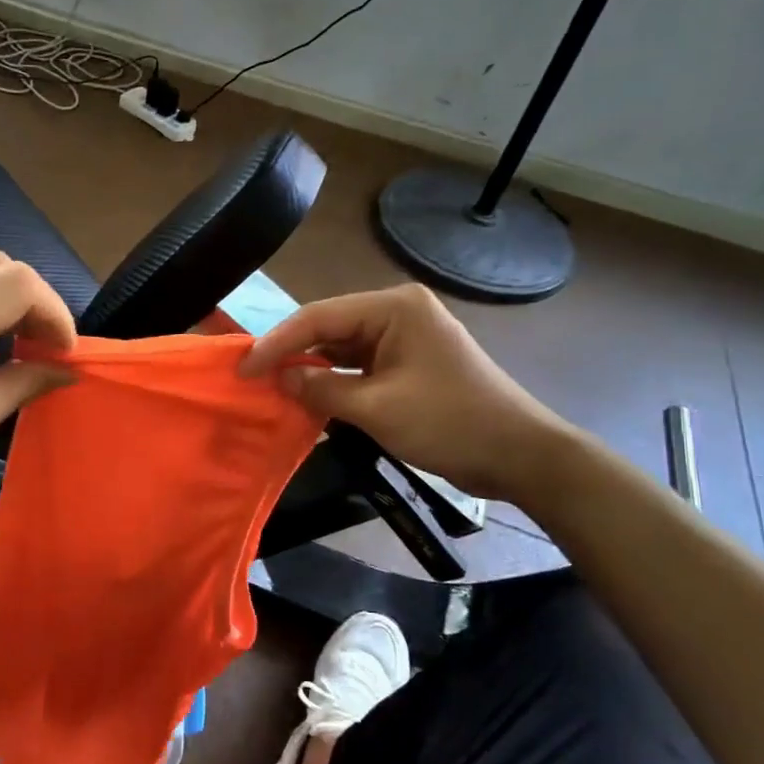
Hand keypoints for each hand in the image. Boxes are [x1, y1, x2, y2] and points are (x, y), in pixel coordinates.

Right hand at [240, 283, 573, 509]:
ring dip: (312, 369)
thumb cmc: (450, 423)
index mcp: (394, 307)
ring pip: (342, 347)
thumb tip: (279, 378)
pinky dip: (335, 381)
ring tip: (272, 388)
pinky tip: (309, 397)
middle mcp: (398, 312)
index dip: (277, 342)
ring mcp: (405, 336)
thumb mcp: (378, 408)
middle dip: (293, 354)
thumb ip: (322, 388)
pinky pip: (359, 365)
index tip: (243, 368)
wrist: (519, 455)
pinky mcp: (408, 361)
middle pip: (329, 328)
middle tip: (252, 378)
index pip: (319, 317)